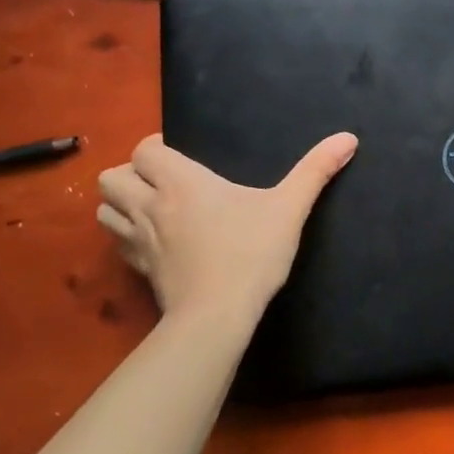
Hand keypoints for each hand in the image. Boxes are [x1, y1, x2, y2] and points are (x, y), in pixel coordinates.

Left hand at [96, 132, 357, 324]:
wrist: (216, 317)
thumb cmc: (250, 254)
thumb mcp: (290, 208)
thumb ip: (316, 170)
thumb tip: (348, 137)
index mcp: (181, 182)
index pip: (144, 150)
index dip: (156, 148)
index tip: (180, 156)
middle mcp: (150, 205)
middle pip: (112, 176)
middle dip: (131, 174)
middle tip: (162, 182)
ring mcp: (138, 240)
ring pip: (105, 209)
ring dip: (121, 204)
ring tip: (151, 208)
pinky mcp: (137, 270)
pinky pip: (116, 242)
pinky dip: (125, 235)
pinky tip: (153, 241)